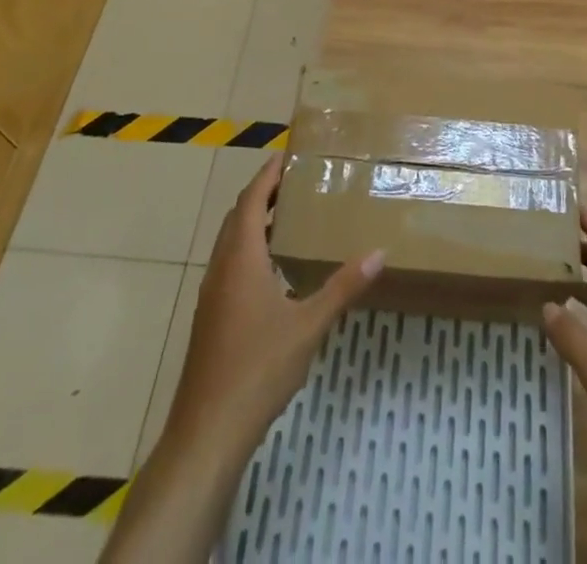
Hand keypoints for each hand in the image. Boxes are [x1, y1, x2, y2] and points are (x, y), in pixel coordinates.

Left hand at [105, 158, 385, 562]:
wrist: (207, 431)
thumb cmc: (258, 368)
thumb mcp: (308, 325)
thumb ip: (343, 287)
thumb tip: (379, 252)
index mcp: (241, 258)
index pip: (252, 200)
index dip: (268, 175)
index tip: (289, 155)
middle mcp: (222, 267)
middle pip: (239, 216)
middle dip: (264, 194)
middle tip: (298, 182)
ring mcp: (212, 294)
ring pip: (231, 242)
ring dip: (256, 222)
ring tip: (291, 217)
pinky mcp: (211, 318)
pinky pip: (229, 264)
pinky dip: (250, 249)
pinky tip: (275, 270)